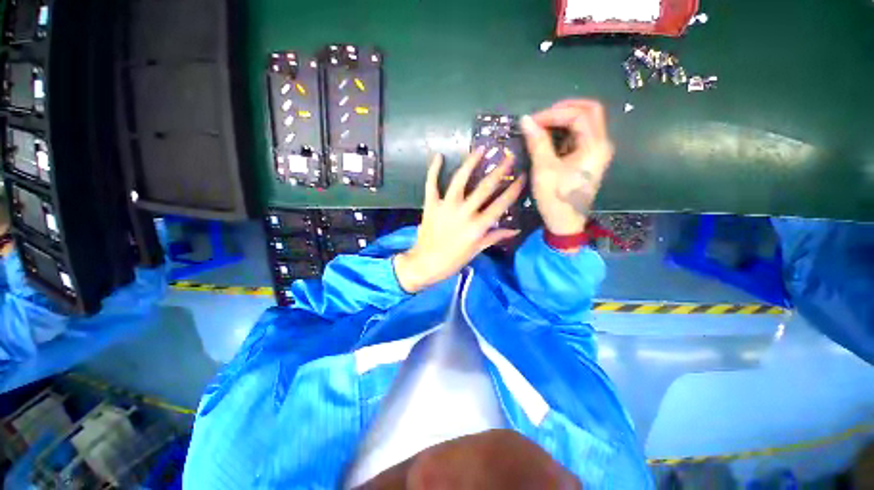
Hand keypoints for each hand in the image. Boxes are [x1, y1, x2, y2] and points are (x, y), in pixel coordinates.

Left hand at [394, 150, 525, 292]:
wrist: (426, 263)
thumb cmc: (453, 260)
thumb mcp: (477, 250)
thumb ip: (495, 237)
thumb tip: (515, 229)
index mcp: (478, 226)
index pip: (500, 204)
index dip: (513, 190)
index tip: (522, 176)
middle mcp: (464, 212)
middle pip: (485, 188)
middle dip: (499, 171)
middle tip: (509, 157)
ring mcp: (446, 206)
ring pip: (460, 180)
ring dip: (471, 163)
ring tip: (481, 149)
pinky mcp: (431, 204)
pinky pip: (432, 184)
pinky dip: (434, 170)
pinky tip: (439, 156)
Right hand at [520, 100, 613, 234]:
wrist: (565, 222)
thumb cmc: (555, 197)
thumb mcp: (544, 169)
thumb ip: (537, 142)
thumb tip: (525, 120)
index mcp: (595, 146)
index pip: (578, 115)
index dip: (553, 114)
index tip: (531, 122)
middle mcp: (601, 144)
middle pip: (590, 111)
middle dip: (564, 109)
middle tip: (542, 117)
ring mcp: (597, 151)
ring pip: (586, 122)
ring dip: (564, 119)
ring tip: (542, 126)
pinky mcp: (589, 158)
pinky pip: (580, 135)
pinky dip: (565, 131)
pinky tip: (550, 137)